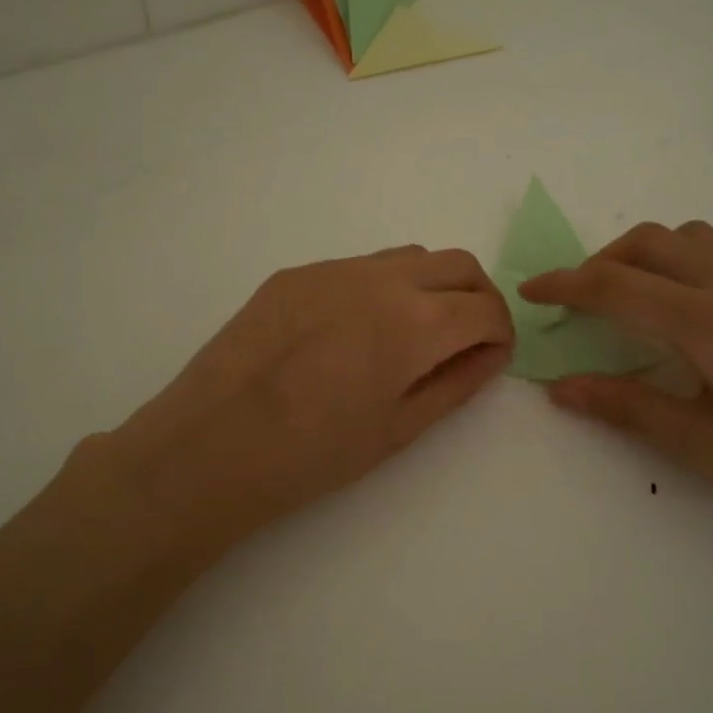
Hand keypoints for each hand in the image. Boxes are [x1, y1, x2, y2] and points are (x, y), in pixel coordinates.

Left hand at [94, 247, 513, 551]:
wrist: (211, 445)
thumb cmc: (313, 455)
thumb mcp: (399, 429)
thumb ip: (456, 383)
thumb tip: (489, 353)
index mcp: (416, 322)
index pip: (487, 308)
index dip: (501, 333)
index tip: (491, 357)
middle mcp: (382, 278)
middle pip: (458, 264)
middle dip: (478, 298)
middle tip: (466, 339)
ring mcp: (334, 269)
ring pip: (409, 257)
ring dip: (431, 285)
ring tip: (412, 333)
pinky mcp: (295, 273)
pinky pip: (359, 266)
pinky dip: (382, 287)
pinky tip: (354, 332)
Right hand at [520, 222, 712, 531]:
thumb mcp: (704, 445)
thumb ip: (627, 408)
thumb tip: (559, 387)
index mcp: (708, 322)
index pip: (615, 285)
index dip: (564, 284)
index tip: (530, 292)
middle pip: (648, 242)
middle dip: (600, 262)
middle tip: (580, 302)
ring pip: (688, 235)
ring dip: (645, 254)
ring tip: (634, 296)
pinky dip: (686, 255)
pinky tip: (695, 297)